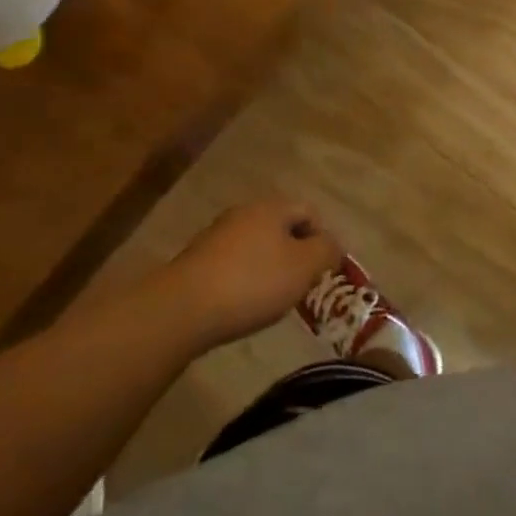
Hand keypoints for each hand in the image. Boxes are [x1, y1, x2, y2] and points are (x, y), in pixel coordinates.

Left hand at [166, 199, 342, 349]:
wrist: (183, 309)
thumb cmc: (253, 282)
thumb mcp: (304, 267)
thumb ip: (327, 251)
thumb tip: (333, 244)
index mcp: (272, 207)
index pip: (310, 212)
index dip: (323, 239)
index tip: (323, 272)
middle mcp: (244, 212)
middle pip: (283, 227)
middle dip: (296, 254)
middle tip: (302, 286)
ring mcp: (218, 234)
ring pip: (258, 245)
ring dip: (271, 267)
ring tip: (273, 299)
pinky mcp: (198, 260)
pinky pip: (235, 263)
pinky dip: (246, 279)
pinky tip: (243, 304)